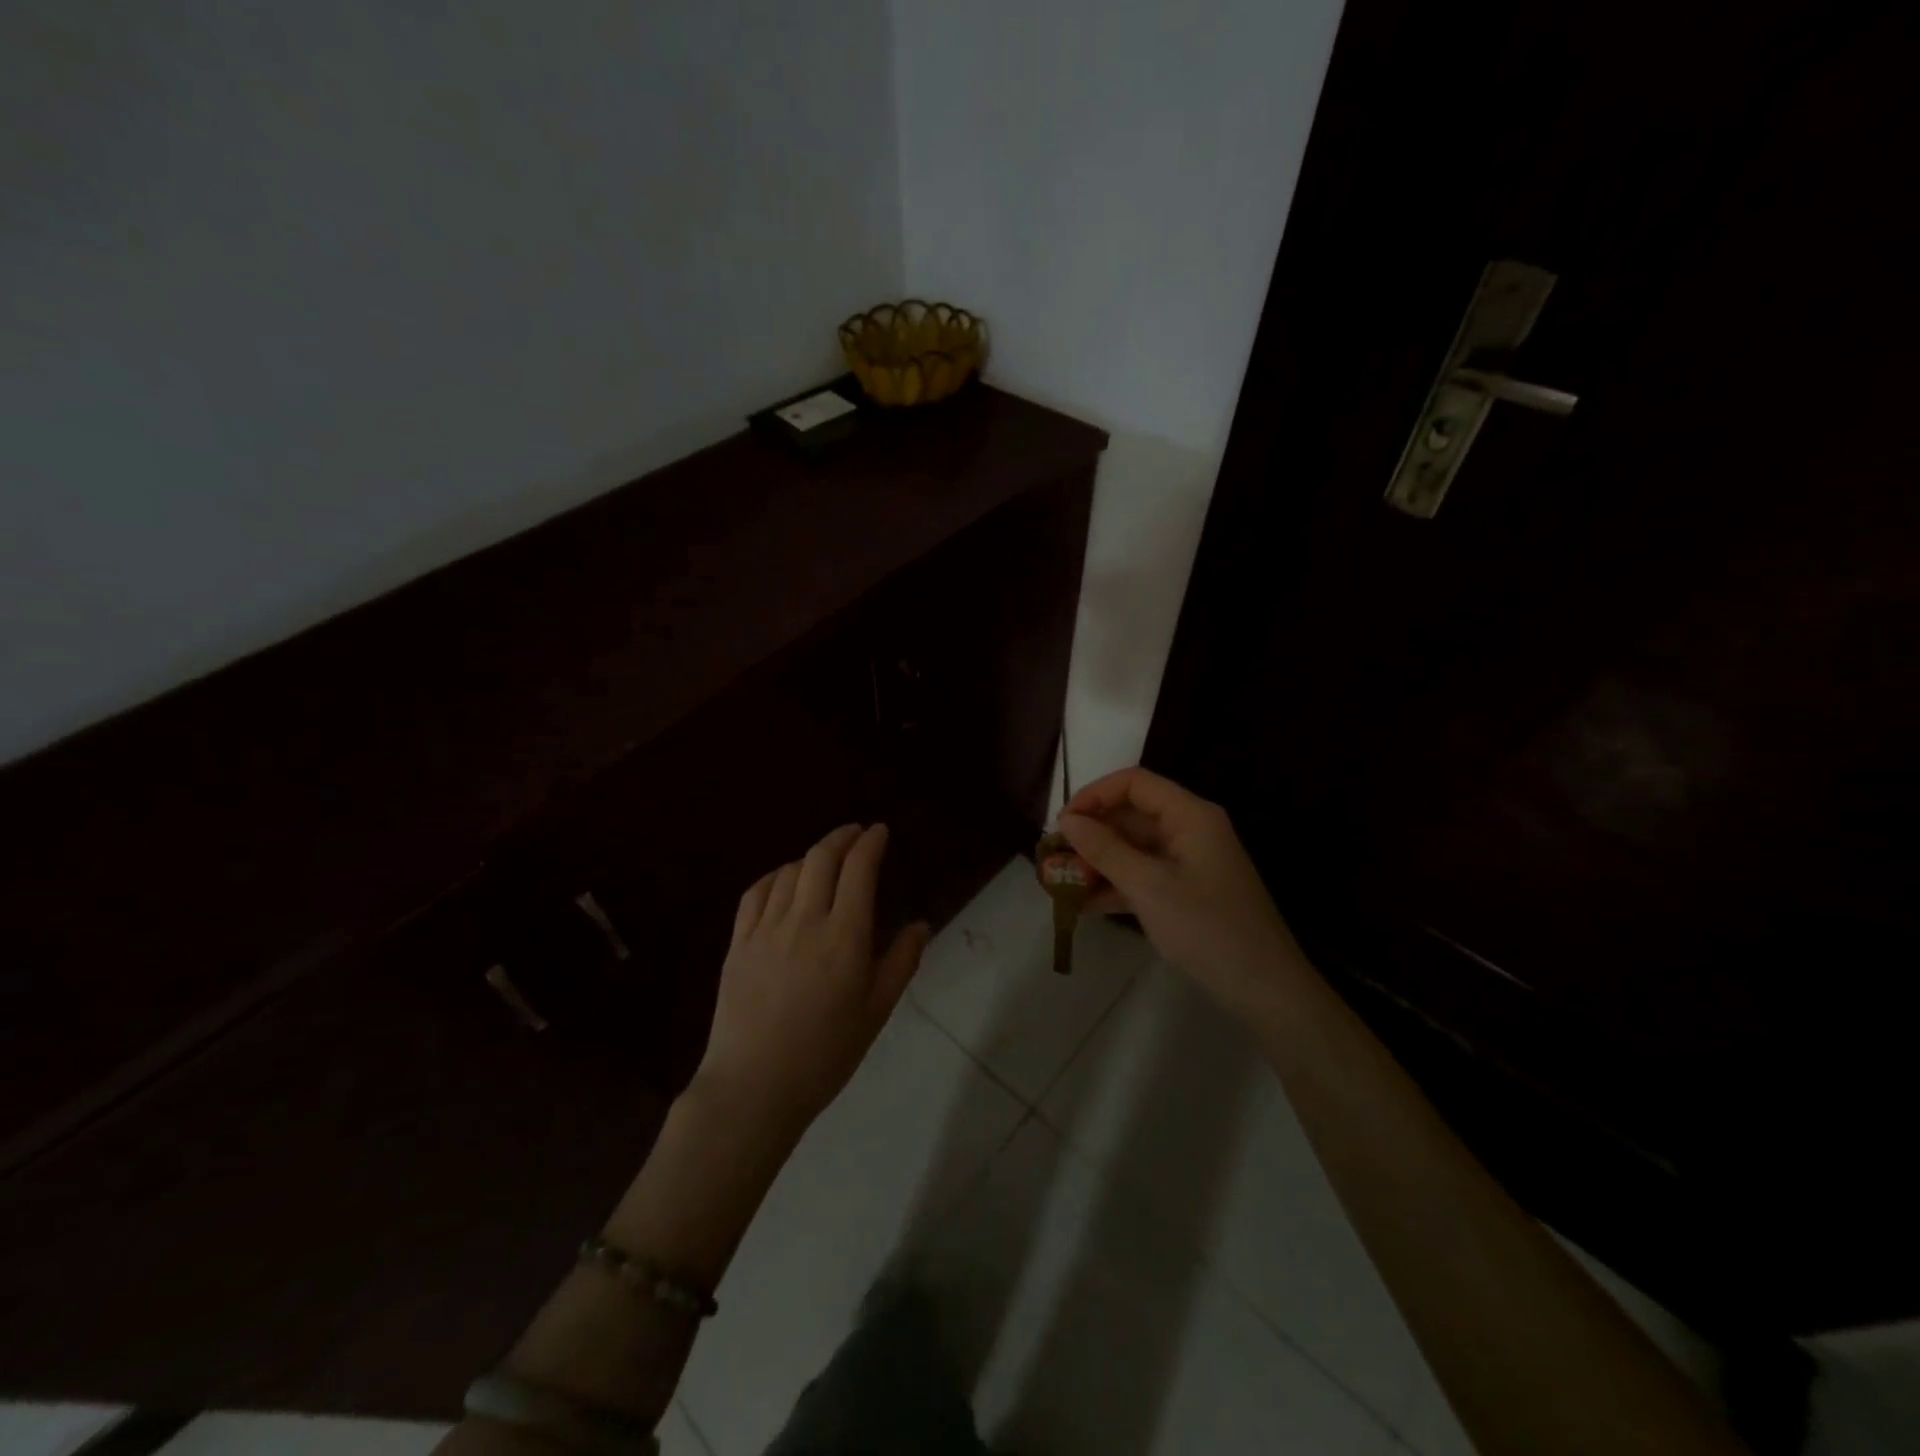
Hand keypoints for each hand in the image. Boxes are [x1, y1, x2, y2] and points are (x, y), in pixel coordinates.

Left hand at [694, 824, 929, 1142]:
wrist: (755, 1087)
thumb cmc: (825, 1054)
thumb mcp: (876, 1012)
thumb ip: (901, 963)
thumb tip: (921, 925)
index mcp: (844, 937)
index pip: (858, 869)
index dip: (871, 843)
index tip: (880, 832)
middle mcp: (804, 921)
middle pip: (821, 858)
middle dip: (842, 837)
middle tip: (856, 834)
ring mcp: (765, 929)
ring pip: (790, 871)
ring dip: (812, 856)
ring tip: (826, 859)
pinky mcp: (738, 942)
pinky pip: (756, 892)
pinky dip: (776, 876)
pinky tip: (784, 880)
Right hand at [1058, 767, 1305, 1021]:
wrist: (1265, 989)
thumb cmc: (1207, 928)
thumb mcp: (1149, 887)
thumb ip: (1105, 850)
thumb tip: (1067, 821)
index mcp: (1189, 815)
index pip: (1134, 783)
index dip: (1094, 796)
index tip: (1062, 823)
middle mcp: (1189, 829)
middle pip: (1131, 815)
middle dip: (1091, 833)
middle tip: (1054, 858)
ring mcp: (1188, 862)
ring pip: (1133, 848)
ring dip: (1097, 862)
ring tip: (1060, 884)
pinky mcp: (1186, 891)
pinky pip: (1143, 875)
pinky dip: (1115, 886)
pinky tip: (1083, 907)